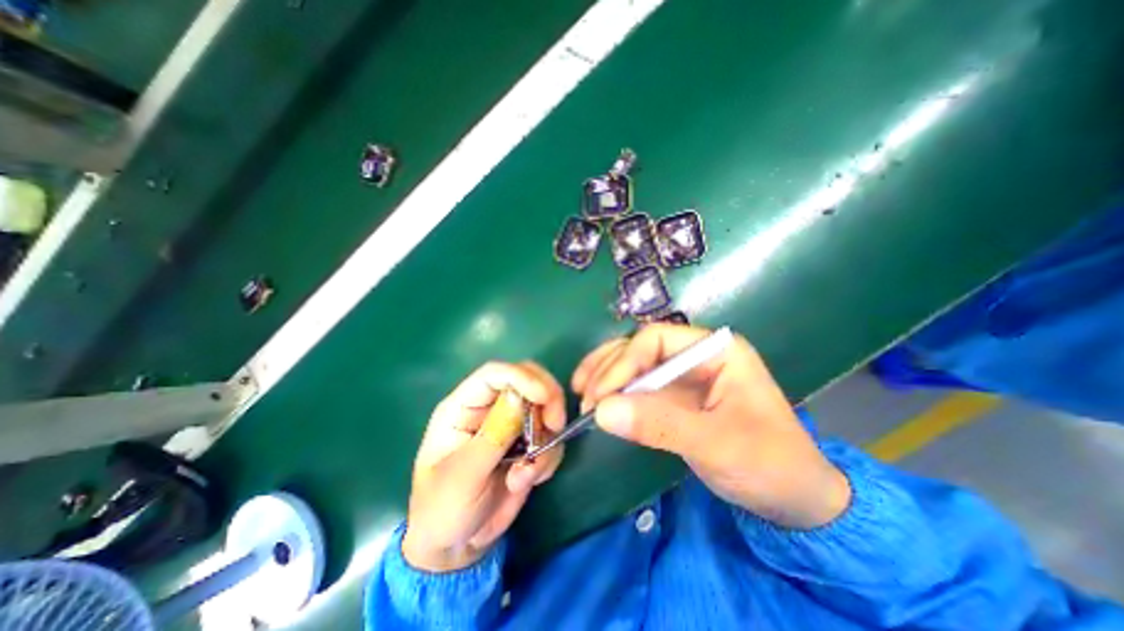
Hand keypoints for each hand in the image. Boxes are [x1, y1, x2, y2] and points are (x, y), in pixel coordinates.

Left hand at [401, 359, 566, 570]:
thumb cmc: (443, 510)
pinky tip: (526, 481)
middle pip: (528, 380)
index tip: (545, 397)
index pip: (494, 374)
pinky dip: (548, 458)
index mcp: (463, 407)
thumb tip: (519, 397)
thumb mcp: (463, 477)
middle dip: (547, 399)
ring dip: (545, 440)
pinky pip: (551, 437)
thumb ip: (492, 436)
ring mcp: (510, 425)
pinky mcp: (527, 443)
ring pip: (545, 409)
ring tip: (524, 476)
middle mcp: (489, 408)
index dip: (522, 377)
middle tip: (555, 426)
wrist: (456, 547)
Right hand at [575, 326, 848, 526]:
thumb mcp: (716, 445)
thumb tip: (602, 411)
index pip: (656, 339)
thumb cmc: (769, 465)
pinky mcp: (676, 397)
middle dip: (609, 368)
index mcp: (715, 350)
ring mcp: (684, 376)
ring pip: (636, 364)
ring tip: (582, 393)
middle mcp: (696, 355)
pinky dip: (616, 393)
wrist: (796, 500)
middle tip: (584, 396)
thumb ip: (659, 424)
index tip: (600, 394)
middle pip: (640, 348)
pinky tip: (599, 402)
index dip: (624, 362)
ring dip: (606, 375)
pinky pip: (639, 387)